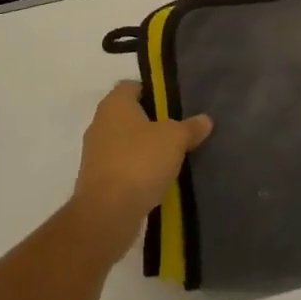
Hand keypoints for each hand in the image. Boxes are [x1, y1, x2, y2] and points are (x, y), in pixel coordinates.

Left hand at [70, 82, 212, 260]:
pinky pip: (121, 167)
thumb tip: (205, 119)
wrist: (107, 214)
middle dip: (152, 122)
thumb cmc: (140, 162)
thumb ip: (190, 127)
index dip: (154, 92)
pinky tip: (156, 181)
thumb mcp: (174, 139)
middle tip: (178, 131)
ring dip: (144, 149)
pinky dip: (136, 171)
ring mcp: (95, 153)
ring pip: (125, 142)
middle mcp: (100, 122)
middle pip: (129, 115)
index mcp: (115, 103)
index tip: (175, 105)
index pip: (133, 86)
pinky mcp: (96, 180)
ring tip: (171, 158)